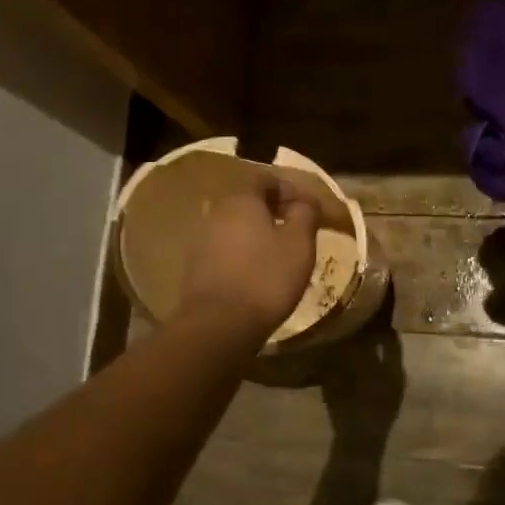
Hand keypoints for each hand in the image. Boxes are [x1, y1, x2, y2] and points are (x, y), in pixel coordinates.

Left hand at [179, 177, 322, 336]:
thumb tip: (306, 200)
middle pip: (248, 202)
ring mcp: (201, 240)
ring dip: (258, 234)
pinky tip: (258, 274)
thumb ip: (305, 213)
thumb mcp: (299, 243)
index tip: (309, 209)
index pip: (265, 179)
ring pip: (236, 227)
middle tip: (297, 230)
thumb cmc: (266, 277)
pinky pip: (225, 250)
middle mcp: (216, 213)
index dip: (290, 189)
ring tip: (280, 255)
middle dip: (274, 211)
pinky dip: (244, 254)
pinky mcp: (196, 267)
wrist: (219, 325)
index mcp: (241, 200)